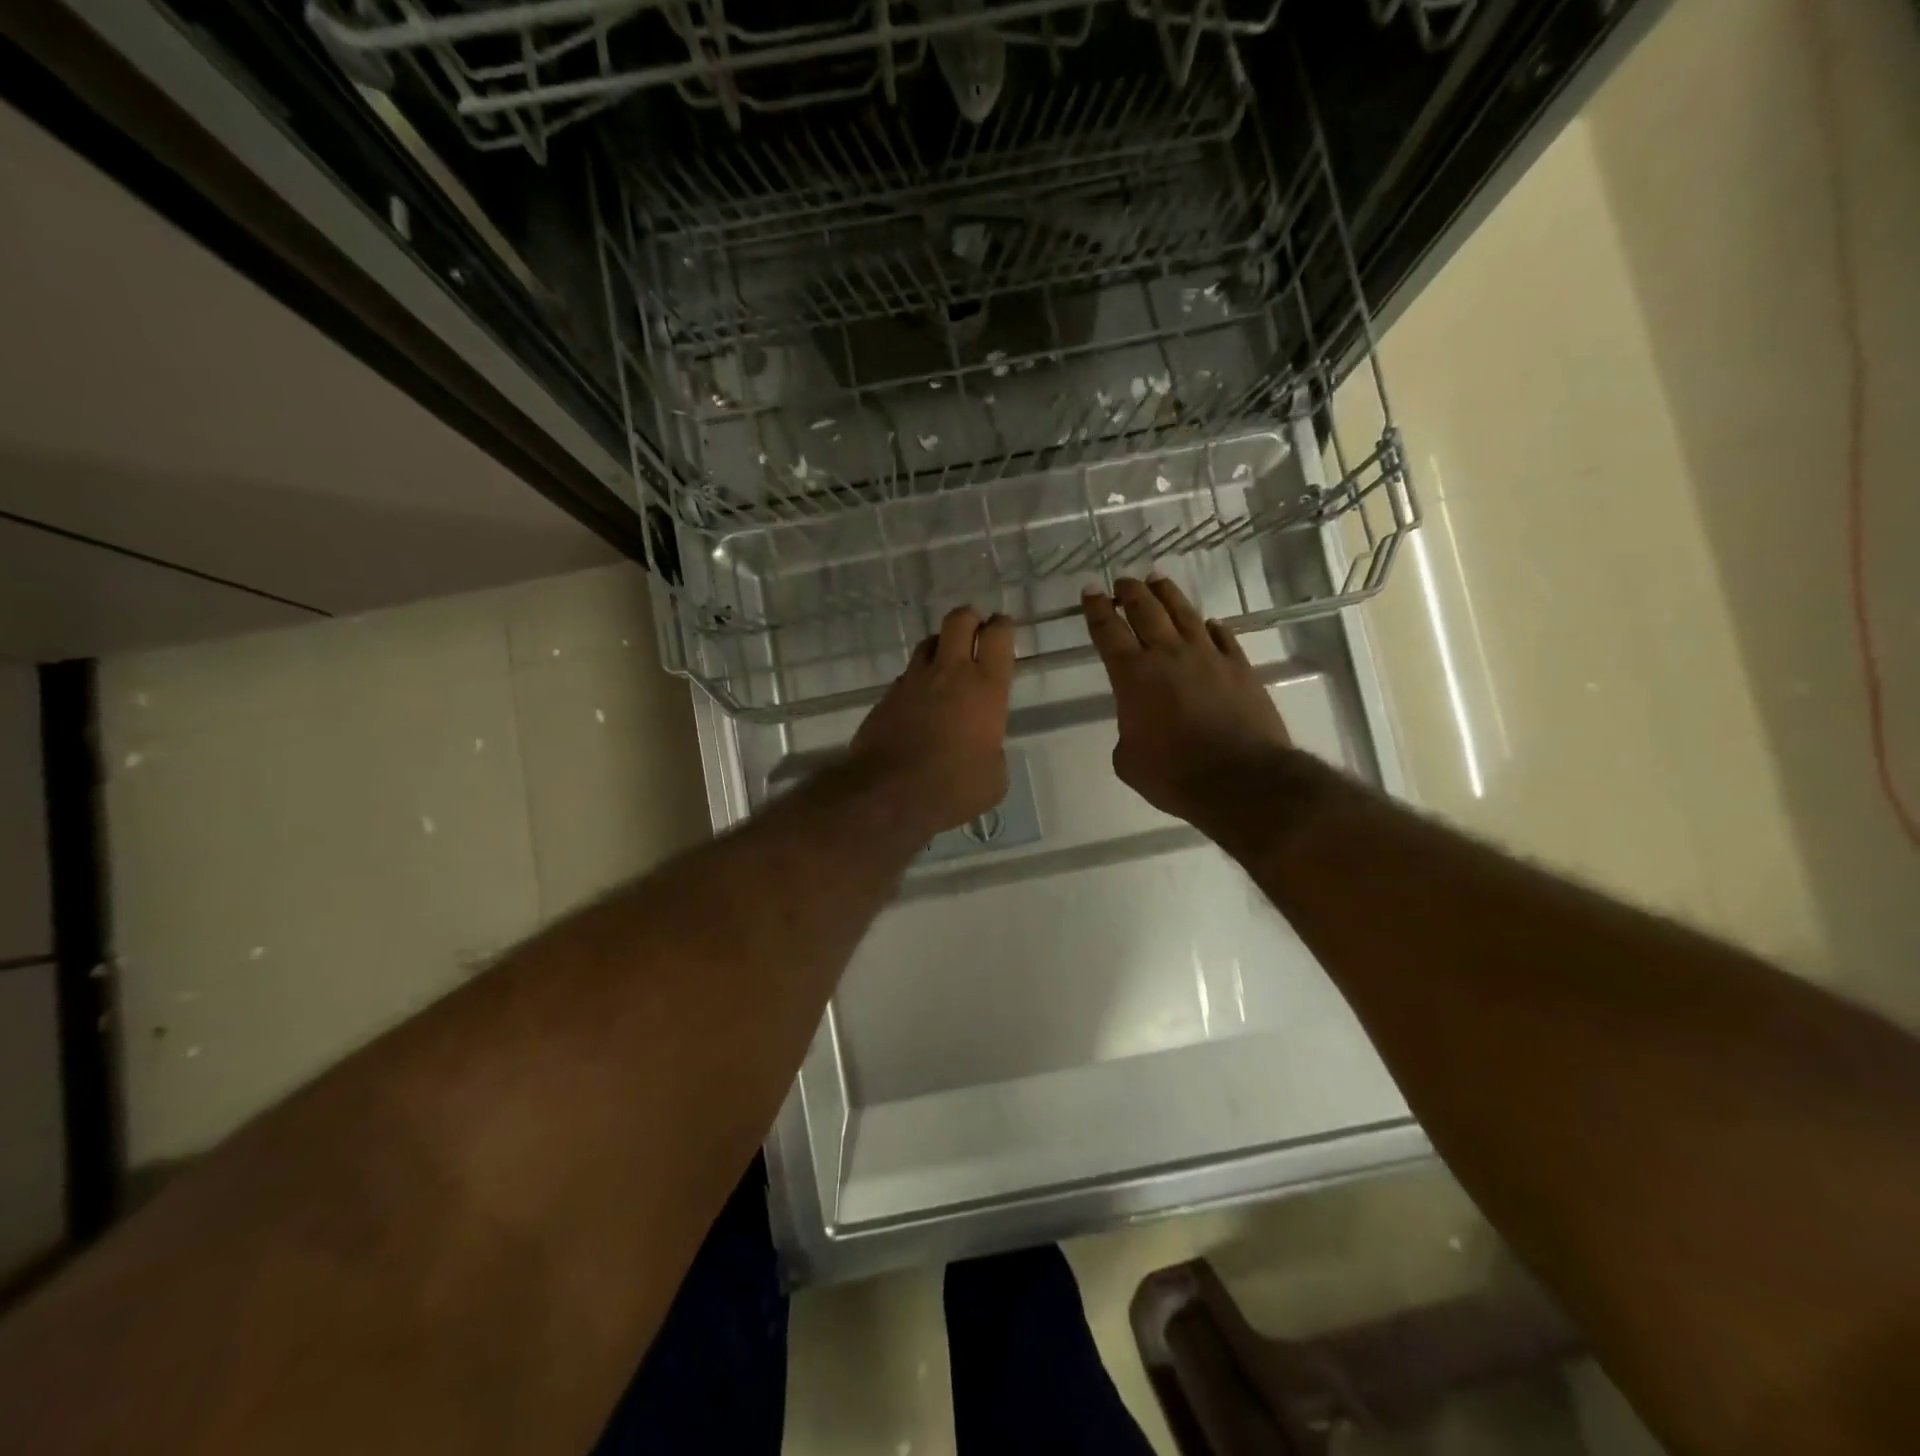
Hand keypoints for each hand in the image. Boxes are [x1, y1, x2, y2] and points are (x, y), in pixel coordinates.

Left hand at [850, 606, 1015, 835]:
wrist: (888, 793)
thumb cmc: (953, 787)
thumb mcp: (993, 778)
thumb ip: (993, 752)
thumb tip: (983, 750)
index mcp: (985, 687)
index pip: (998, 636)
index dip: (1003, 626)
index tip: (1003, 630)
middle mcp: (949, 673)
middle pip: (959, 620)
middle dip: (970, 619)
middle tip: (976, 633)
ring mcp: (913, 681)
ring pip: (929, 642)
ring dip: (941, 646)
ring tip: (947, 665)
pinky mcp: (886, 696)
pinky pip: (907, 676)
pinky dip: (918, 681)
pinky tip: (920, 702)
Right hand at [1083, 576, 1291, 829]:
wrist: (1240, 780)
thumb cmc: (1174, 775)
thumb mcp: (1129, 761)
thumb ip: (1127, 732)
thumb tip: (1139, 723)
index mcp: (1133, 676)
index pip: (1108, 631)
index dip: (1096, 609)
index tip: (1090, 591)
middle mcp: (1169, 655)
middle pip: (1146, 610)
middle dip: (1130, 592)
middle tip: (1122, 581)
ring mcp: (1208, 656)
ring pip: (1184, 613)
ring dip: (1167, 594)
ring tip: (1157, 580)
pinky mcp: (1239, 667)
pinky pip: (1222, 635)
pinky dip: (1210, 626)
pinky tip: (1207, 622)